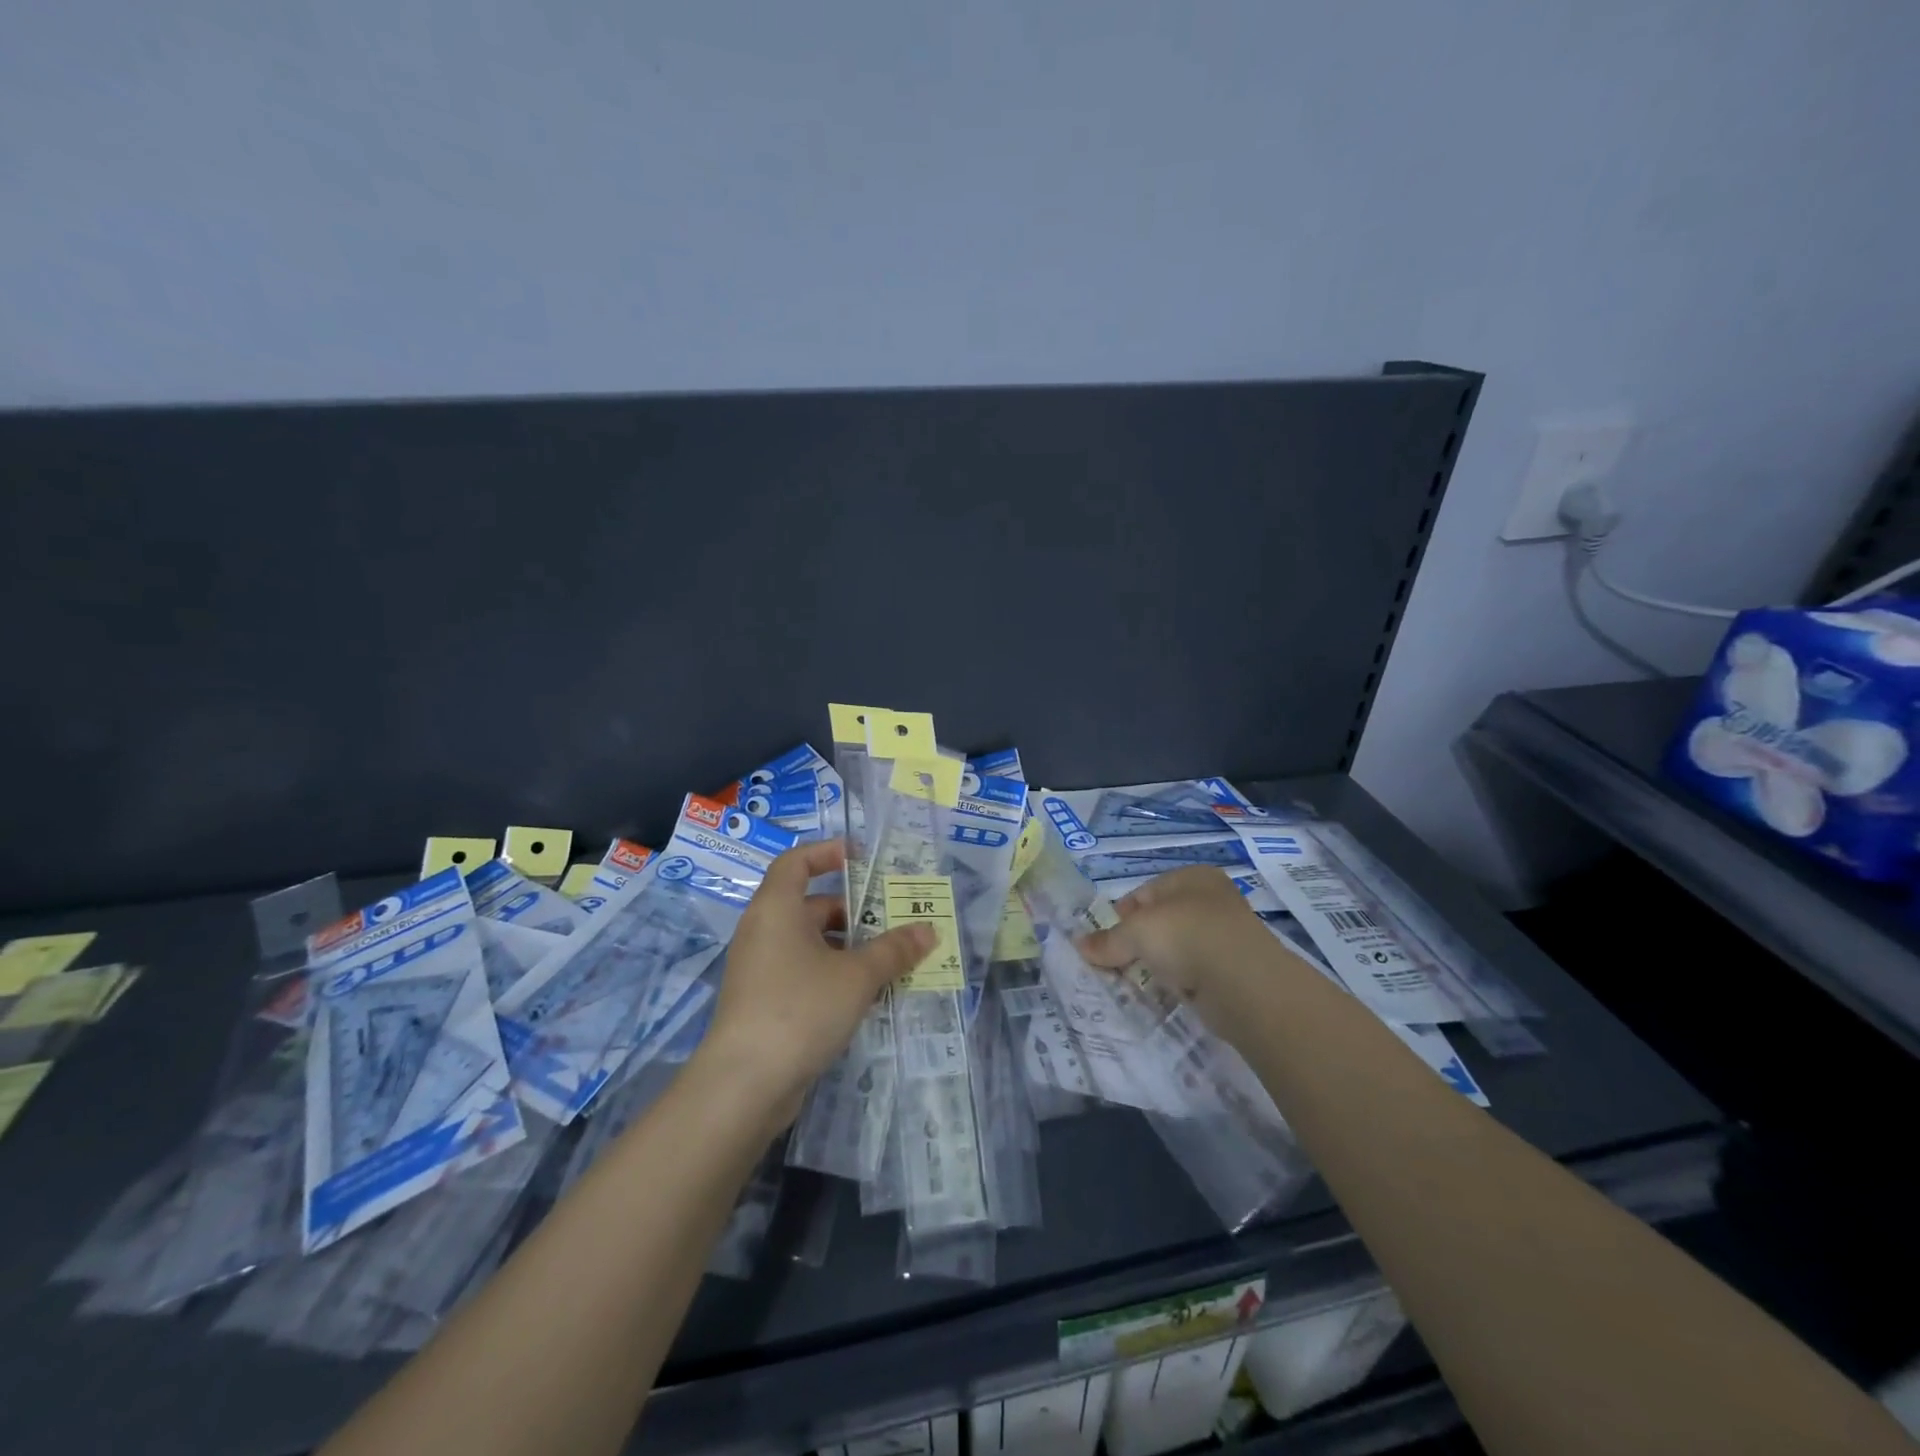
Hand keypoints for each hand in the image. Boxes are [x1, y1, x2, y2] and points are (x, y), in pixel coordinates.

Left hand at [695, 840, 933, 1127]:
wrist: (745, 1084)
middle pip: (811, 905)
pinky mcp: (764, 1003)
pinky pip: (804, 973)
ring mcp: (761, 969)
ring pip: (811, 944)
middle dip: (854, 911)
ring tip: (891, 959)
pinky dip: (834, 975)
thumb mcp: (856, 976)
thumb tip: (928, 930)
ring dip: (849, 948)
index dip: (828, 853)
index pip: (796, 861)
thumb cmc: (800, 1008)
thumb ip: (894, 950)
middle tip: (894, 919)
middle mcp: (764, 931)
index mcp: (777, 909)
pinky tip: (867, 995)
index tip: (862, 859)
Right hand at [1076, 867, 1285, 1031]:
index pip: (1146, 892)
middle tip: (1116, 964)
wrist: (1243, 982)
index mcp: (1192, 877)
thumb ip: (1108, 940)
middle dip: (1138, 942)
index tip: (1105, 941)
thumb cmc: (1185, 935)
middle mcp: (1211, 900)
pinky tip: (1166, 993)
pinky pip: (1194, 972)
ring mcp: (1225, 936)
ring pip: (1178, 948)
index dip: (1122, 915)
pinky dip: (1179, 982)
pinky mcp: (1232, 970)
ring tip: (1137, 982)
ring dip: (1158, 963)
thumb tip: (1080, 946)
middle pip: (1161, 920)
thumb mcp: (1136, 932)